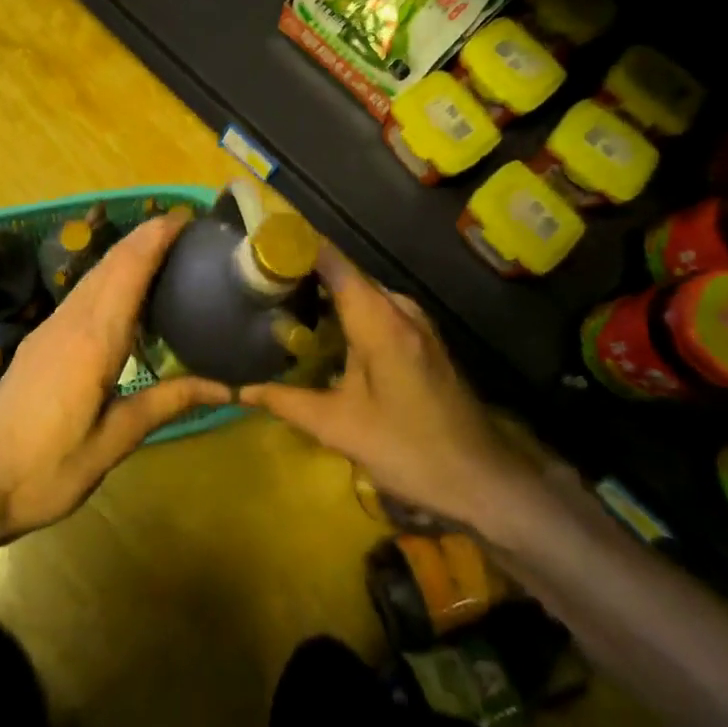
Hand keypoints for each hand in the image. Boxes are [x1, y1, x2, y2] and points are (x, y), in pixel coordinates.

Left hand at [0, 210, 231, 544]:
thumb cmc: (48, 468)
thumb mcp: (114, 441)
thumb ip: (167, 403)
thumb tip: (228, 387)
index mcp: (94, 339)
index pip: (129, 270)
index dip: (157, 238)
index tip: (188, 217)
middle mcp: (72, 320)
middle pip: (112, 263)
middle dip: (148, 236)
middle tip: (189, 227)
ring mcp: (52, 327)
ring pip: (95, 275)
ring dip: (129, 251)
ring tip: (166, 246)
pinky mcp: (42, 339)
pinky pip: (84, 292)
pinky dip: (112, 274)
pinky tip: (127, 288)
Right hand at [239, 243, 542, 531]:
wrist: (484, 480)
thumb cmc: (409, 449)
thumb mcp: (340, 429)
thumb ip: (289, 402)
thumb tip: (243, 390)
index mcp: (380, 319)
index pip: (332, 261)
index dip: (296, 247)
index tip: (259, 246)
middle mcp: (399, 308)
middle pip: (344, 274)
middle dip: (303, 274)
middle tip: (259, 285)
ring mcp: (415, 322)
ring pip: (361, 293)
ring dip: (325, 296)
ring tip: (280, 305)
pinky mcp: (422, 339)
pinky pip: (376, 309)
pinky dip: (346, 312)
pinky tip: (322, 334)